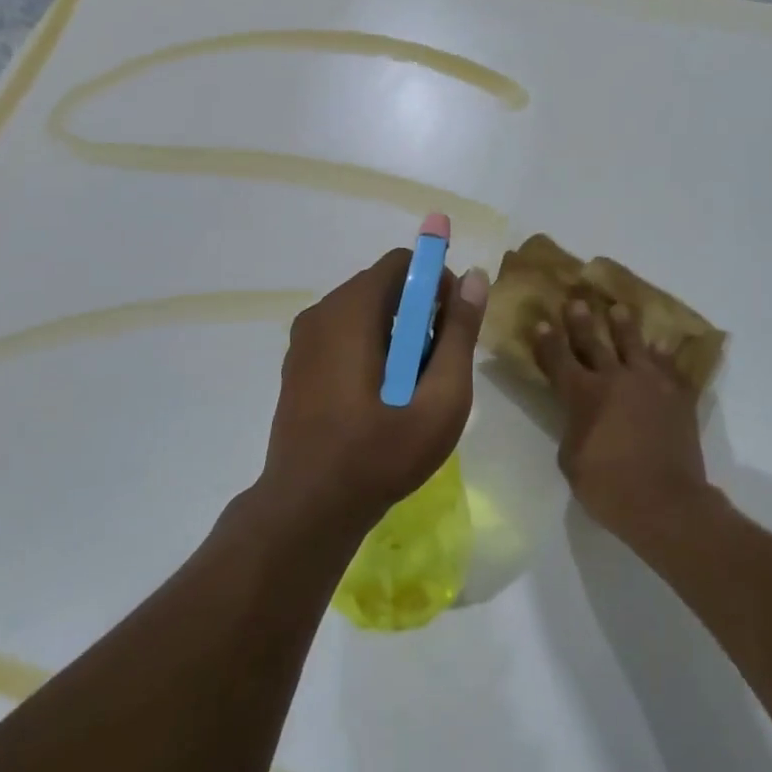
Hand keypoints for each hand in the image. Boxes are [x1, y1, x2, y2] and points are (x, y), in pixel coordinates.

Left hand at [261, 247, 490, 534]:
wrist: (308, 509)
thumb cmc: (380, 454)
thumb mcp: (439, 398)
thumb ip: (459, 334)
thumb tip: (473, 278)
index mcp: (350, 312)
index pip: (401, 262)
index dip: (436, 282)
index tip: (452, 326)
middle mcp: (320, 313)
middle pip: (382, 286)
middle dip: (418, 313)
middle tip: (436, 364)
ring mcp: (303, 340)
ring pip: (364, 312)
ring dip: (396, 334)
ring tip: (411, 387)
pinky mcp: (298, 364)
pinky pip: (344, 334)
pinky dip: (371, 348)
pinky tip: (380, 397)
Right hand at [533, 297, 711, 544]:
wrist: (666, 503)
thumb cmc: (608, 487)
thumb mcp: (571, 460)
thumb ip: (572, 428)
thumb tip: (580, 417)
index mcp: (582, 395)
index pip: (558, 359)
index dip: (547, 341)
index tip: (541, 322)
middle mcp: (614, 379)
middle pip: (593, 342)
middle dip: (581, 321)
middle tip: (577, 301)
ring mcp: (650, 384)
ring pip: (634, 345)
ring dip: (624, 326)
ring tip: (620, 310)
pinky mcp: (678, 396)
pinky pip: (670, 367)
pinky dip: (664, 356)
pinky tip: (662, 346)